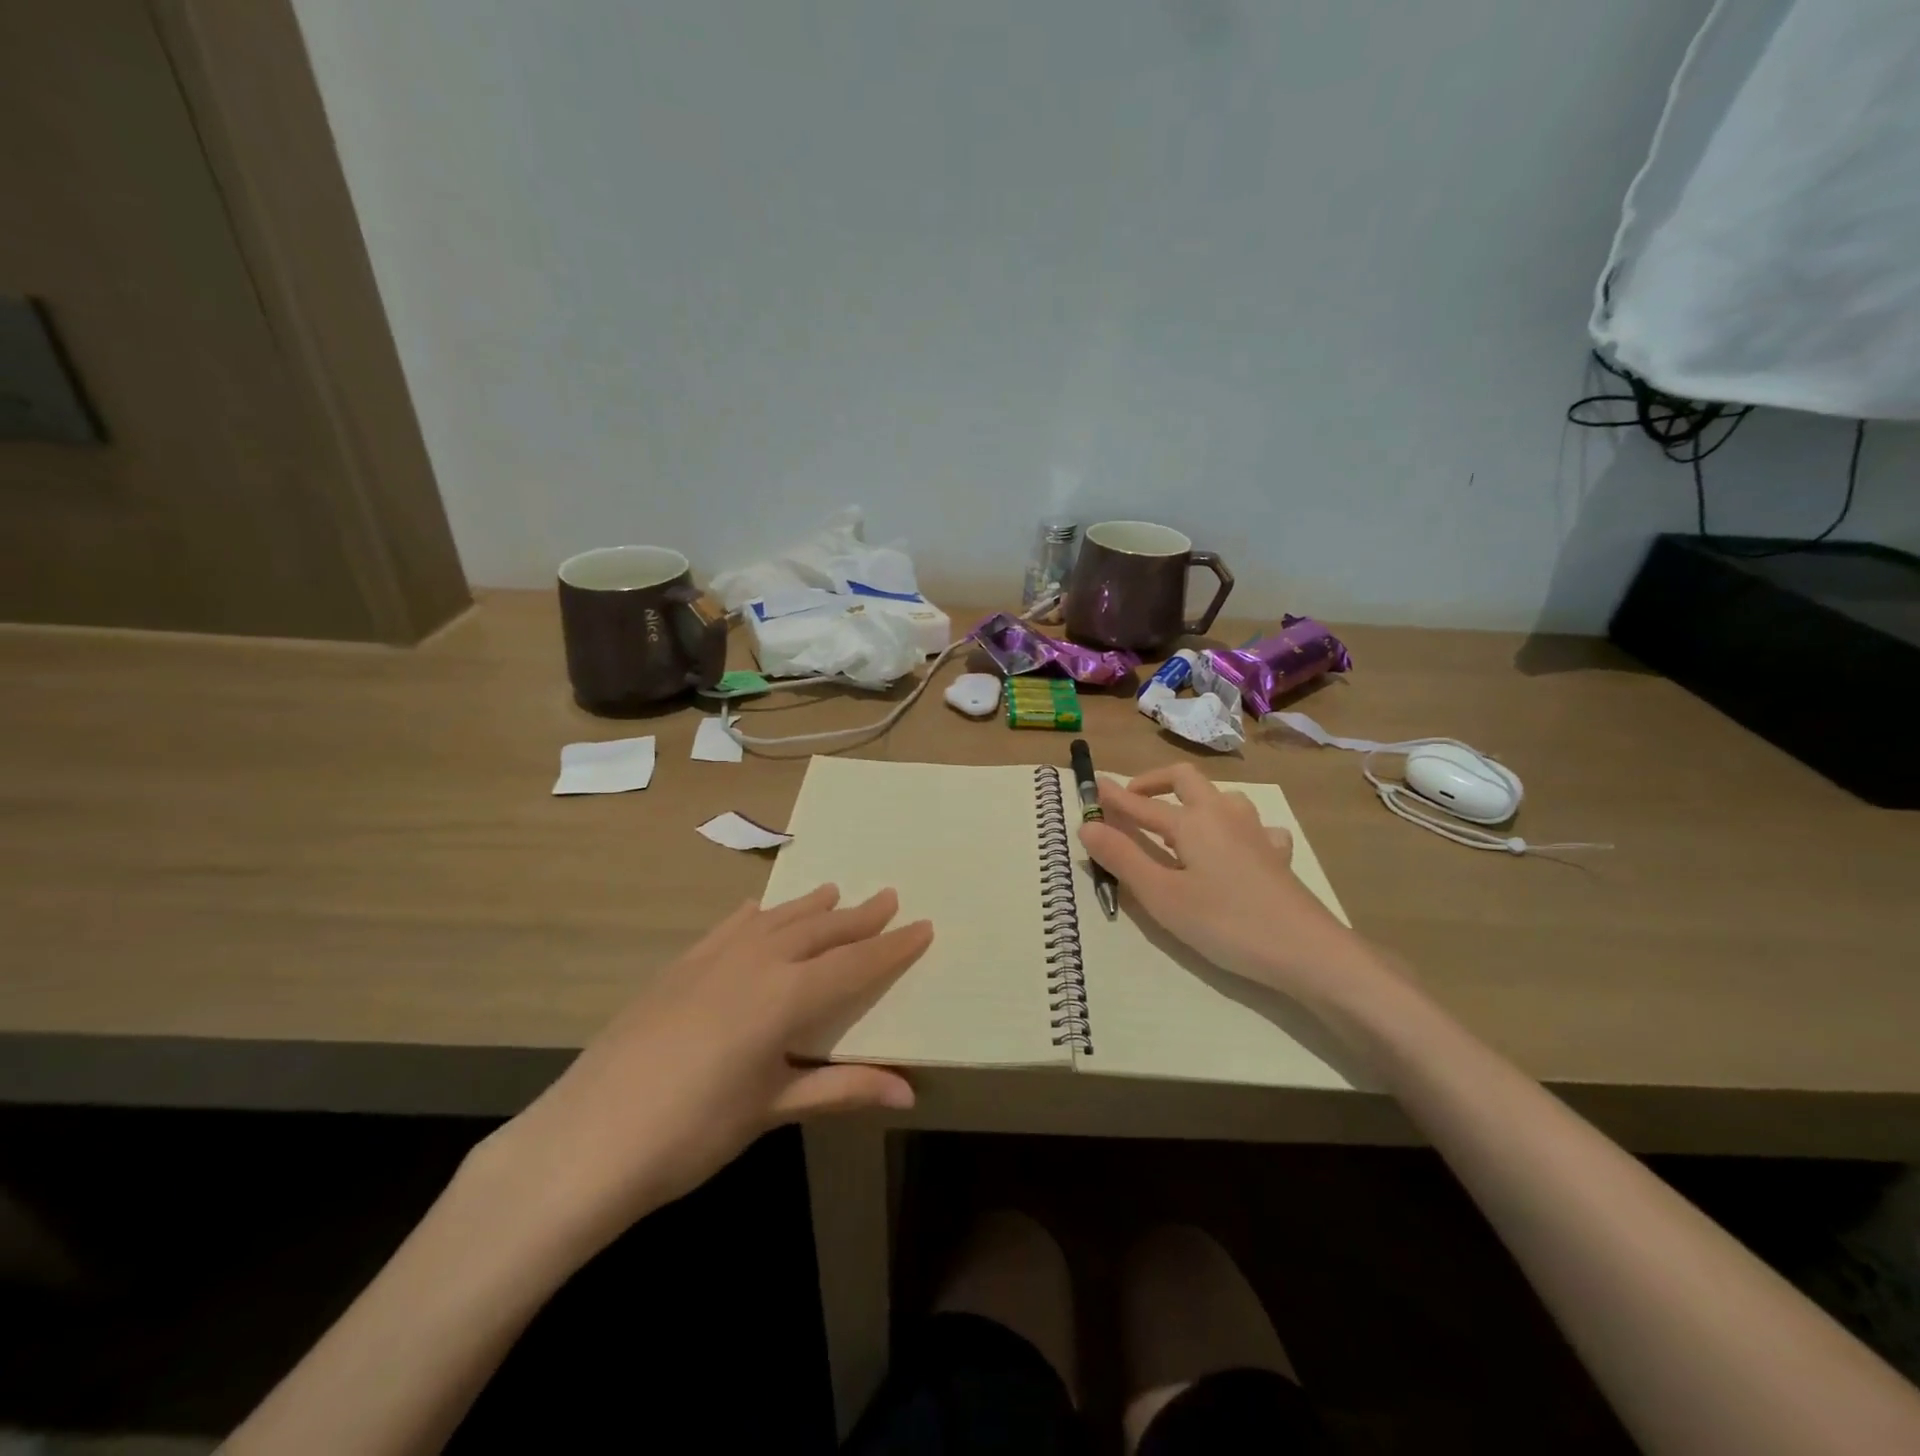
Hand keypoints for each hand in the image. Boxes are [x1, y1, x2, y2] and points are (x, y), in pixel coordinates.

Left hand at [478, 886, 929, 1264]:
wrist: (585, 1141)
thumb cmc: (691, 1133)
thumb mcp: (771, 1109)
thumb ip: (840, 1089)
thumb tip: (908, 1093)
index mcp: (786, 996)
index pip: (855, 964)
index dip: (892, 947)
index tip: (923, 926)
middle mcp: (756, 962)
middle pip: (819, 931)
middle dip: (858, 916)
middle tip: (888, 897)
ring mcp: (712, 959)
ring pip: (776, 920)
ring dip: (809, 907)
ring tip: (833, 891)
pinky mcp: (679, 968)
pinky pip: (728, 928)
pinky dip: (753, 917)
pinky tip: (757, 910)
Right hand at [1080, 764, 1366, 999]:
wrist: (1306, 951)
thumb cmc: (1226, 923)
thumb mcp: (1162, 896)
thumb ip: (1123, 858)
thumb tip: (1087, 824)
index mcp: (1192, 821)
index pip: (1141, 803)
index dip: (1114, 797)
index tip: (1092, 785)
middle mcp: (1223, 815)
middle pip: (1185, 779)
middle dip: (1154, 782)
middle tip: (1132, 800)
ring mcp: (1255, 832)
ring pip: (1222, 797)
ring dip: (1194, 799)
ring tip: (1179, 823)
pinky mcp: (1276, 855)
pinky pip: (1254, 827)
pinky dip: (1235, 828)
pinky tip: (1234, 850)